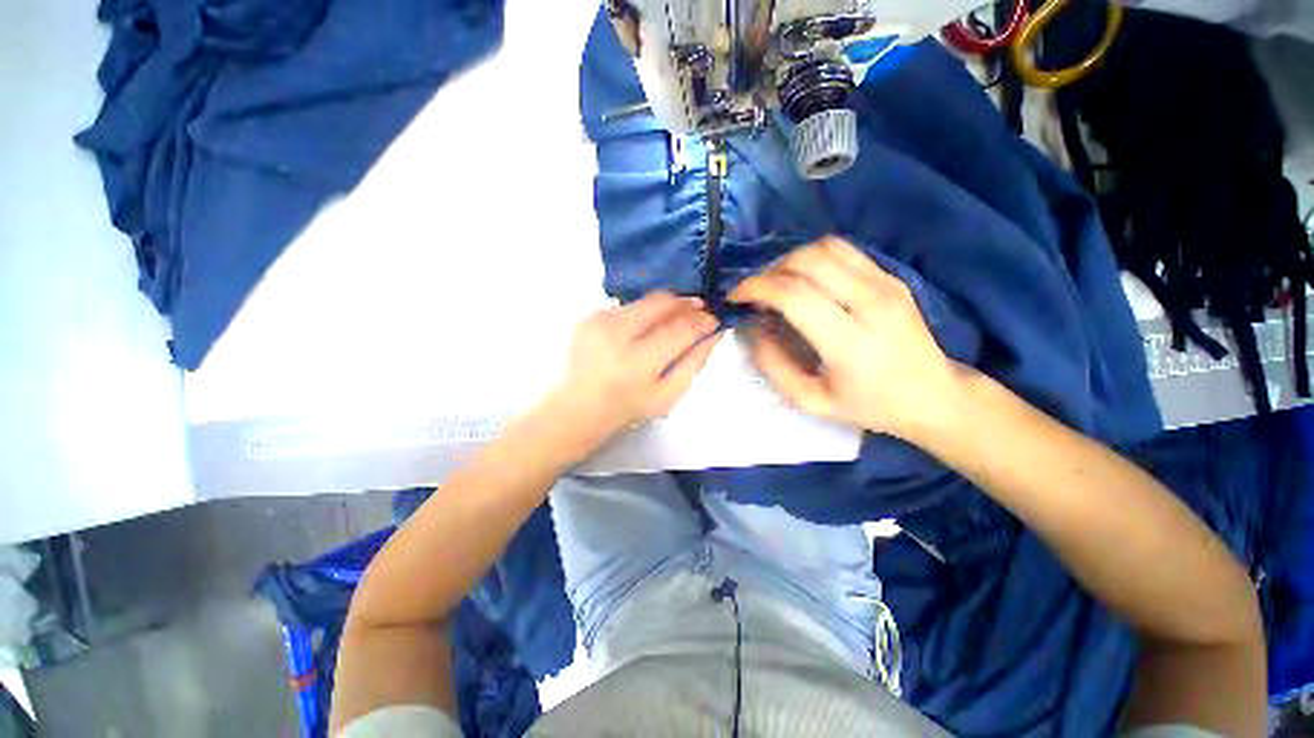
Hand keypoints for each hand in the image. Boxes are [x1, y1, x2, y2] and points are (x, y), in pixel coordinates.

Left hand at [542, 291, 720, 451]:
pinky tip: (643, 330)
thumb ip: (694, 362)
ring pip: (645, 300)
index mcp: (637, 363)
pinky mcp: (590, 316)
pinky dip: (643, 313)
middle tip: (698, 309)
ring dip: (665, 307)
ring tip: (671, 321)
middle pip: (661, 302)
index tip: (714, 319)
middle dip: (686, 302)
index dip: (702, 320)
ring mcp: (599, 322)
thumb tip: (713, 333)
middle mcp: (616, 335)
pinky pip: (628, 306)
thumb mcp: (668, 395)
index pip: (679, 329)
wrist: (578, 408)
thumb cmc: (628, 408)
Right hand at [728, 236, 964, 440]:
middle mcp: (869, 302)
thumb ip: (774, 366)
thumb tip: (751, 330)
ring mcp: (885, 284)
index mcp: (849, 341)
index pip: (793, 294)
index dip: (756, 288)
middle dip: (769, 271)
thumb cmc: (869, 405)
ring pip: (825, 247)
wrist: (935, 396)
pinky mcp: (891, 276)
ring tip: (777, 284)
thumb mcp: (812, 401)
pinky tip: (806, 279)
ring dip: (790, 260)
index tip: (735, 296)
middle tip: (755, 293)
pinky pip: (844, 250)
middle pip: (806, 262)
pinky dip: (814, 257)